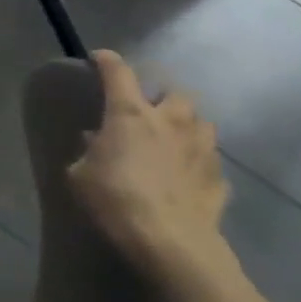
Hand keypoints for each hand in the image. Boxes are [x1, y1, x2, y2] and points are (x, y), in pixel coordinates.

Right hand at [67, 50, 237, 290]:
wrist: (169, 242)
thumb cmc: (114, 199)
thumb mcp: (80, 175)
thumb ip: (89, 151)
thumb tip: (97, 141)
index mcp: (130, 114)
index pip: (118, 72)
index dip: (107, 61)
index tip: (98, 58)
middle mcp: (171, 122)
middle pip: (174, 92)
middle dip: (161, 95)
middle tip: (146, 109)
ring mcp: (202, 149)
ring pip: (200, 122)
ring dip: (186, 124)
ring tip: (171, 139)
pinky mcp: (220, 178)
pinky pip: (208, 160)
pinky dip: (196, 161)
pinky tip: (185, 175)